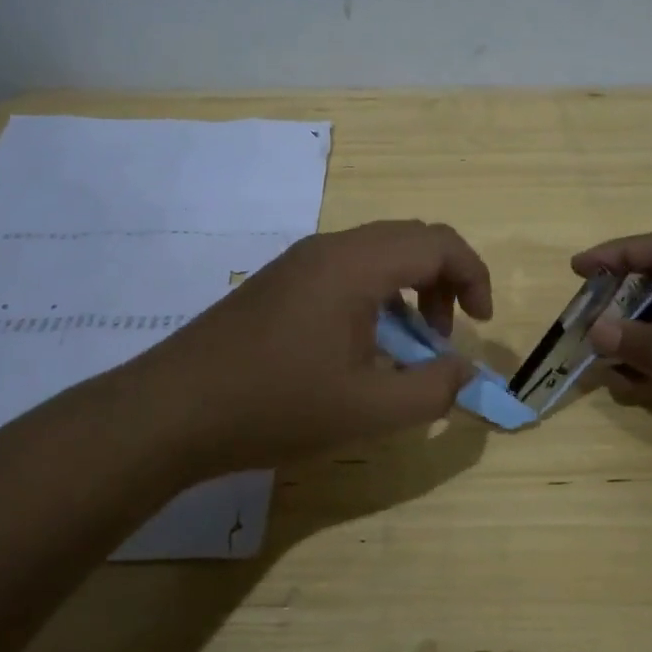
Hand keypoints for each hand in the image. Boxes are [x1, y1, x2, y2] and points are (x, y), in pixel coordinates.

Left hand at [136, 220, 490, 482]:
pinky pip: (346, 273)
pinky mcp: (279, 283)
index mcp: (355, 265)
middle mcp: (328, 248)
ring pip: (377, 256)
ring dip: (408, 292)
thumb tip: (464, 372)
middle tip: (443, 338)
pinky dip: (375, 299)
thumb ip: (432, 390)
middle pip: (410, 240)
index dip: (473, 277)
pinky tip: (362, 350)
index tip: (480, 325)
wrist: (172, 412)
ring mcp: (298, 263)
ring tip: (406, 349)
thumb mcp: (368, 410)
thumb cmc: (276, 406)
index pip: (438, 242)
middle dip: (444, 282)